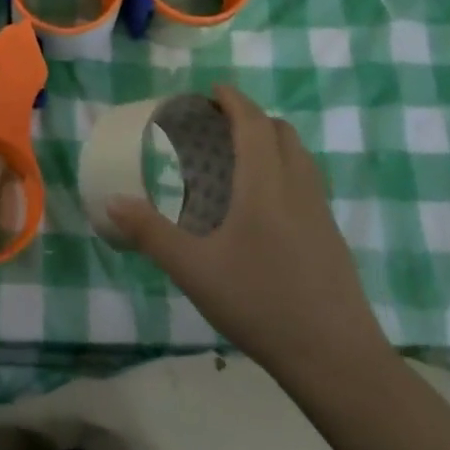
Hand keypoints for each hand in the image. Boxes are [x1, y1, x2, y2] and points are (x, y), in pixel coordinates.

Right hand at [108, 86, 391, 388]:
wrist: (335, 359)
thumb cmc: (260, 304)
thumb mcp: (194, 270)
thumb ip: (152, 234)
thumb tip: (114, 202)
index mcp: (266, 185)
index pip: (254, 124)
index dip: (234, 101)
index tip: (213, 91)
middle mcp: (298, 188)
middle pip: (282, 133)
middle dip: (252, 118)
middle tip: (218, 126)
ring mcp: (321, 213)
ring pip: (300, 157)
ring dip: (272, 142)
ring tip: (238, 158)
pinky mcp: (332, 237)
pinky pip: (307, 182)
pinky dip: (284, 169)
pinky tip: (263, 205)